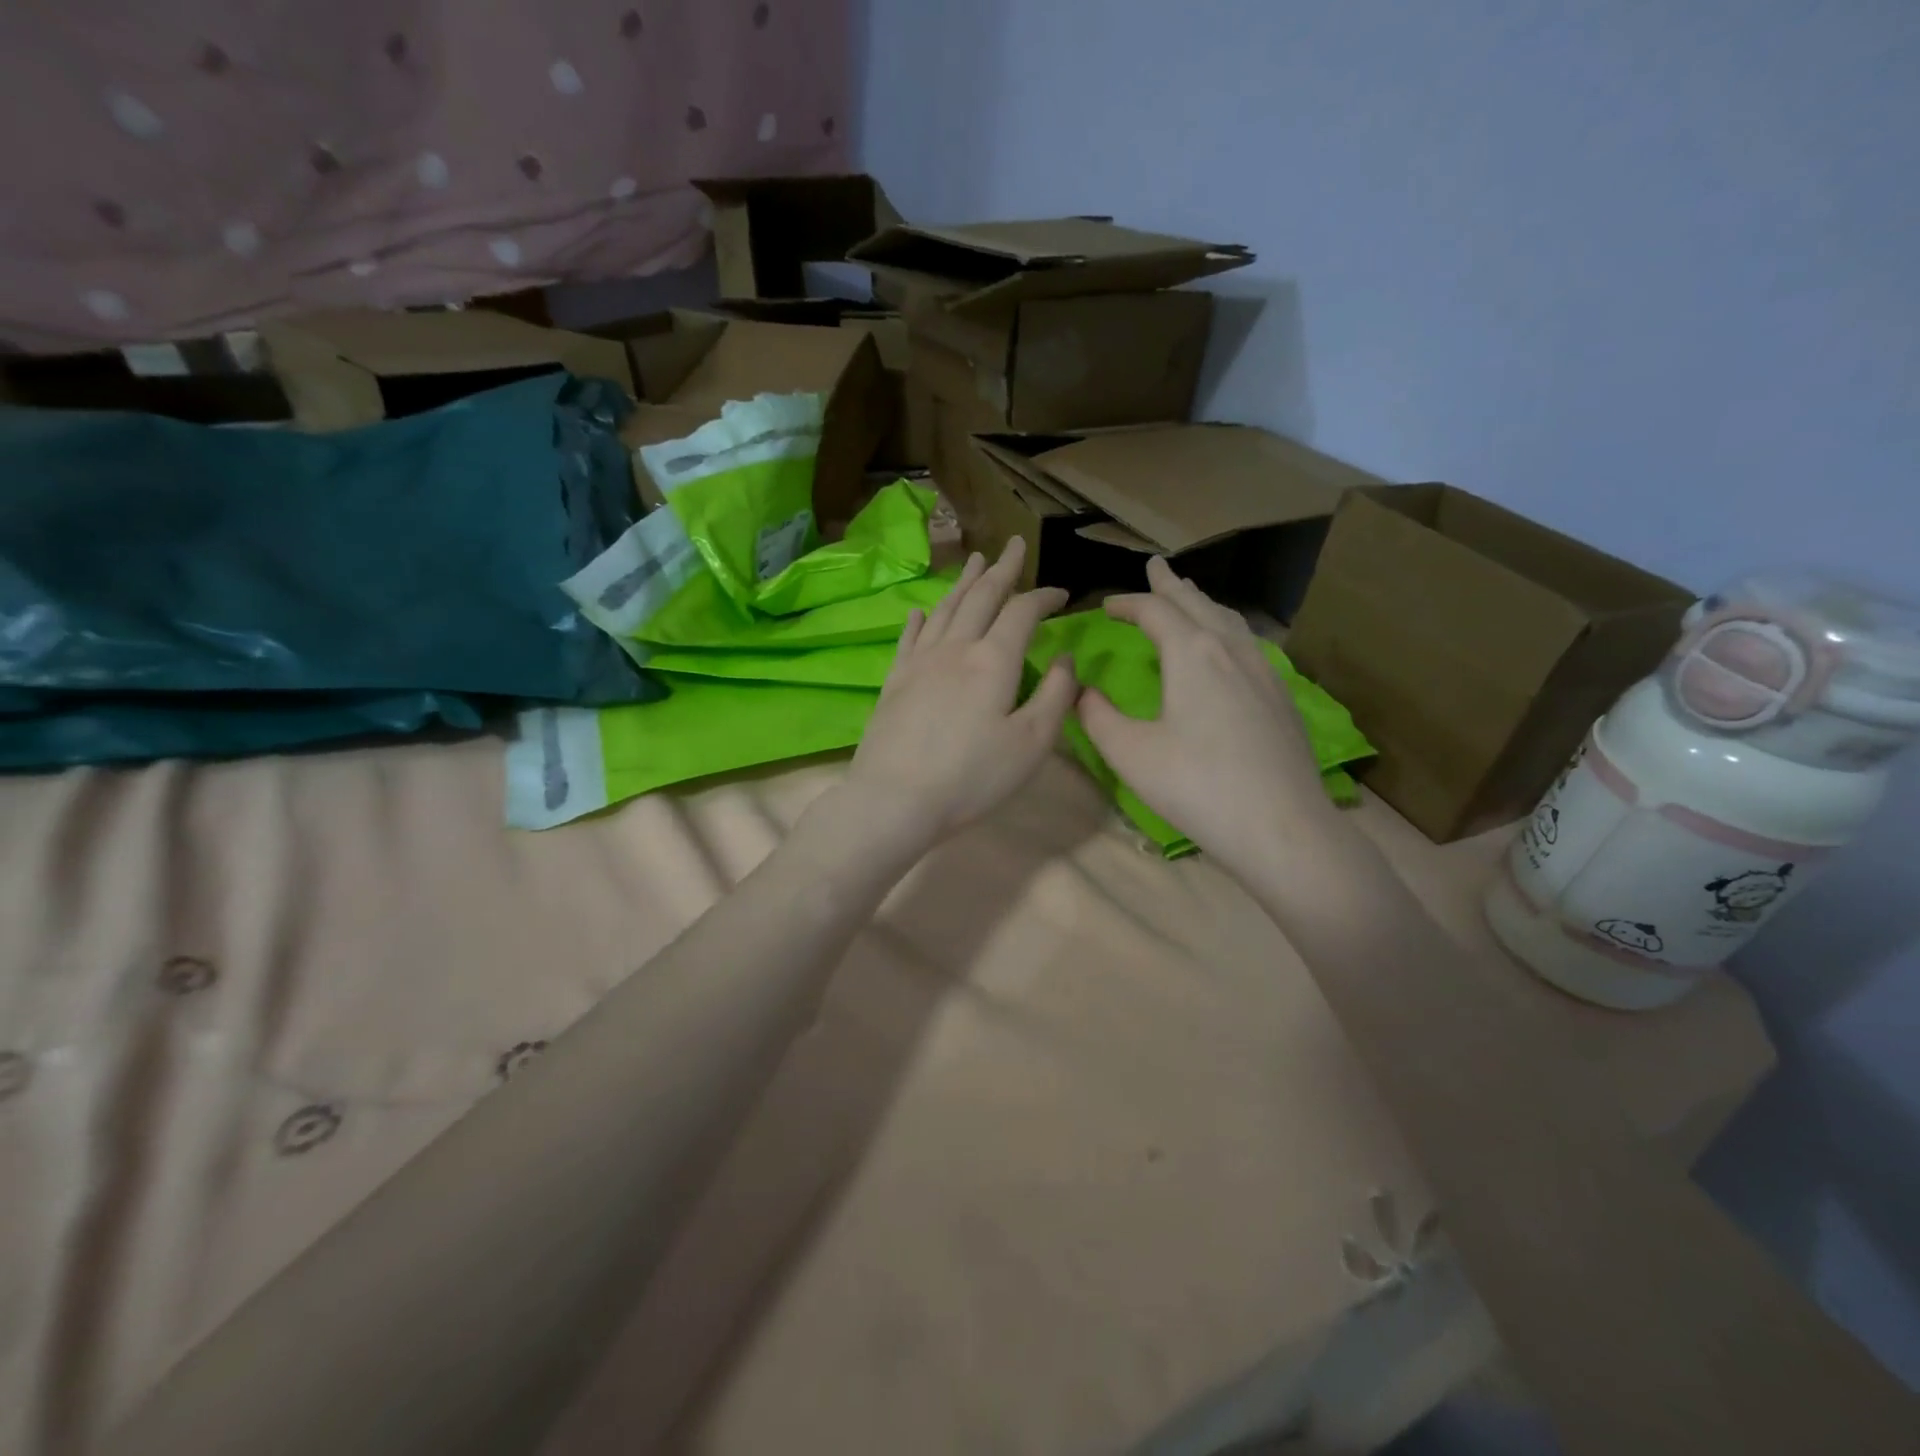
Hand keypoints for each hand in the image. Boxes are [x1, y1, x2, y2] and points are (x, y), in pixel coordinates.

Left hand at [840, 537, 1077, 849]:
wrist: (895, 798)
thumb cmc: (972, 777)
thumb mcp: (1031, 743)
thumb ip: (1056, 696)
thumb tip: (1066, 658)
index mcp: (993, 660)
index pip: (1023, 612)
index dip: (1043, 597)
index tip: (1061, 593)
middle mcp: (955, 648)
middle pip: (981, 597)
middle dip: (1001, 570)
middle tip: (1012, 545)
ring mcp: (920, 662)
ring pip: (945, 609)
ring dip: (963, 582)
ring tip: (974, 560)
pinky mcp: (895, 680)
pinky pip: (909, 637)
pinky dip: (919, 619)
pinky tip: (920, 610)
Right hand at [1080, 557, 1342, 879]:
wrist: (1281, 826)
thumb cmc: (1197, 786)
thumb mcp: (1130, 753)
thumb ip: (1097, 716)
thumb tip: (1080, 691)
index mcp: (1192, 653)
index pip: (1155, 611)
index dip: (1127, 603)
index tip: (1106, 604)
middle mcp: (1231, 650)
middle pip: (1197, 604)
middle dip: (1171, 586)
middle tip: (1156, 568)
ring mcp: (1264, 671)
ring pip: (1229, 621)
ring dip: (1203, 604)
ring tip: (1190, 597)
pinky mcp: (1281, 697)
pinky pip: (1248, 644)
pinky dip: (1226, 629)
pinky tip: (1228, 647)